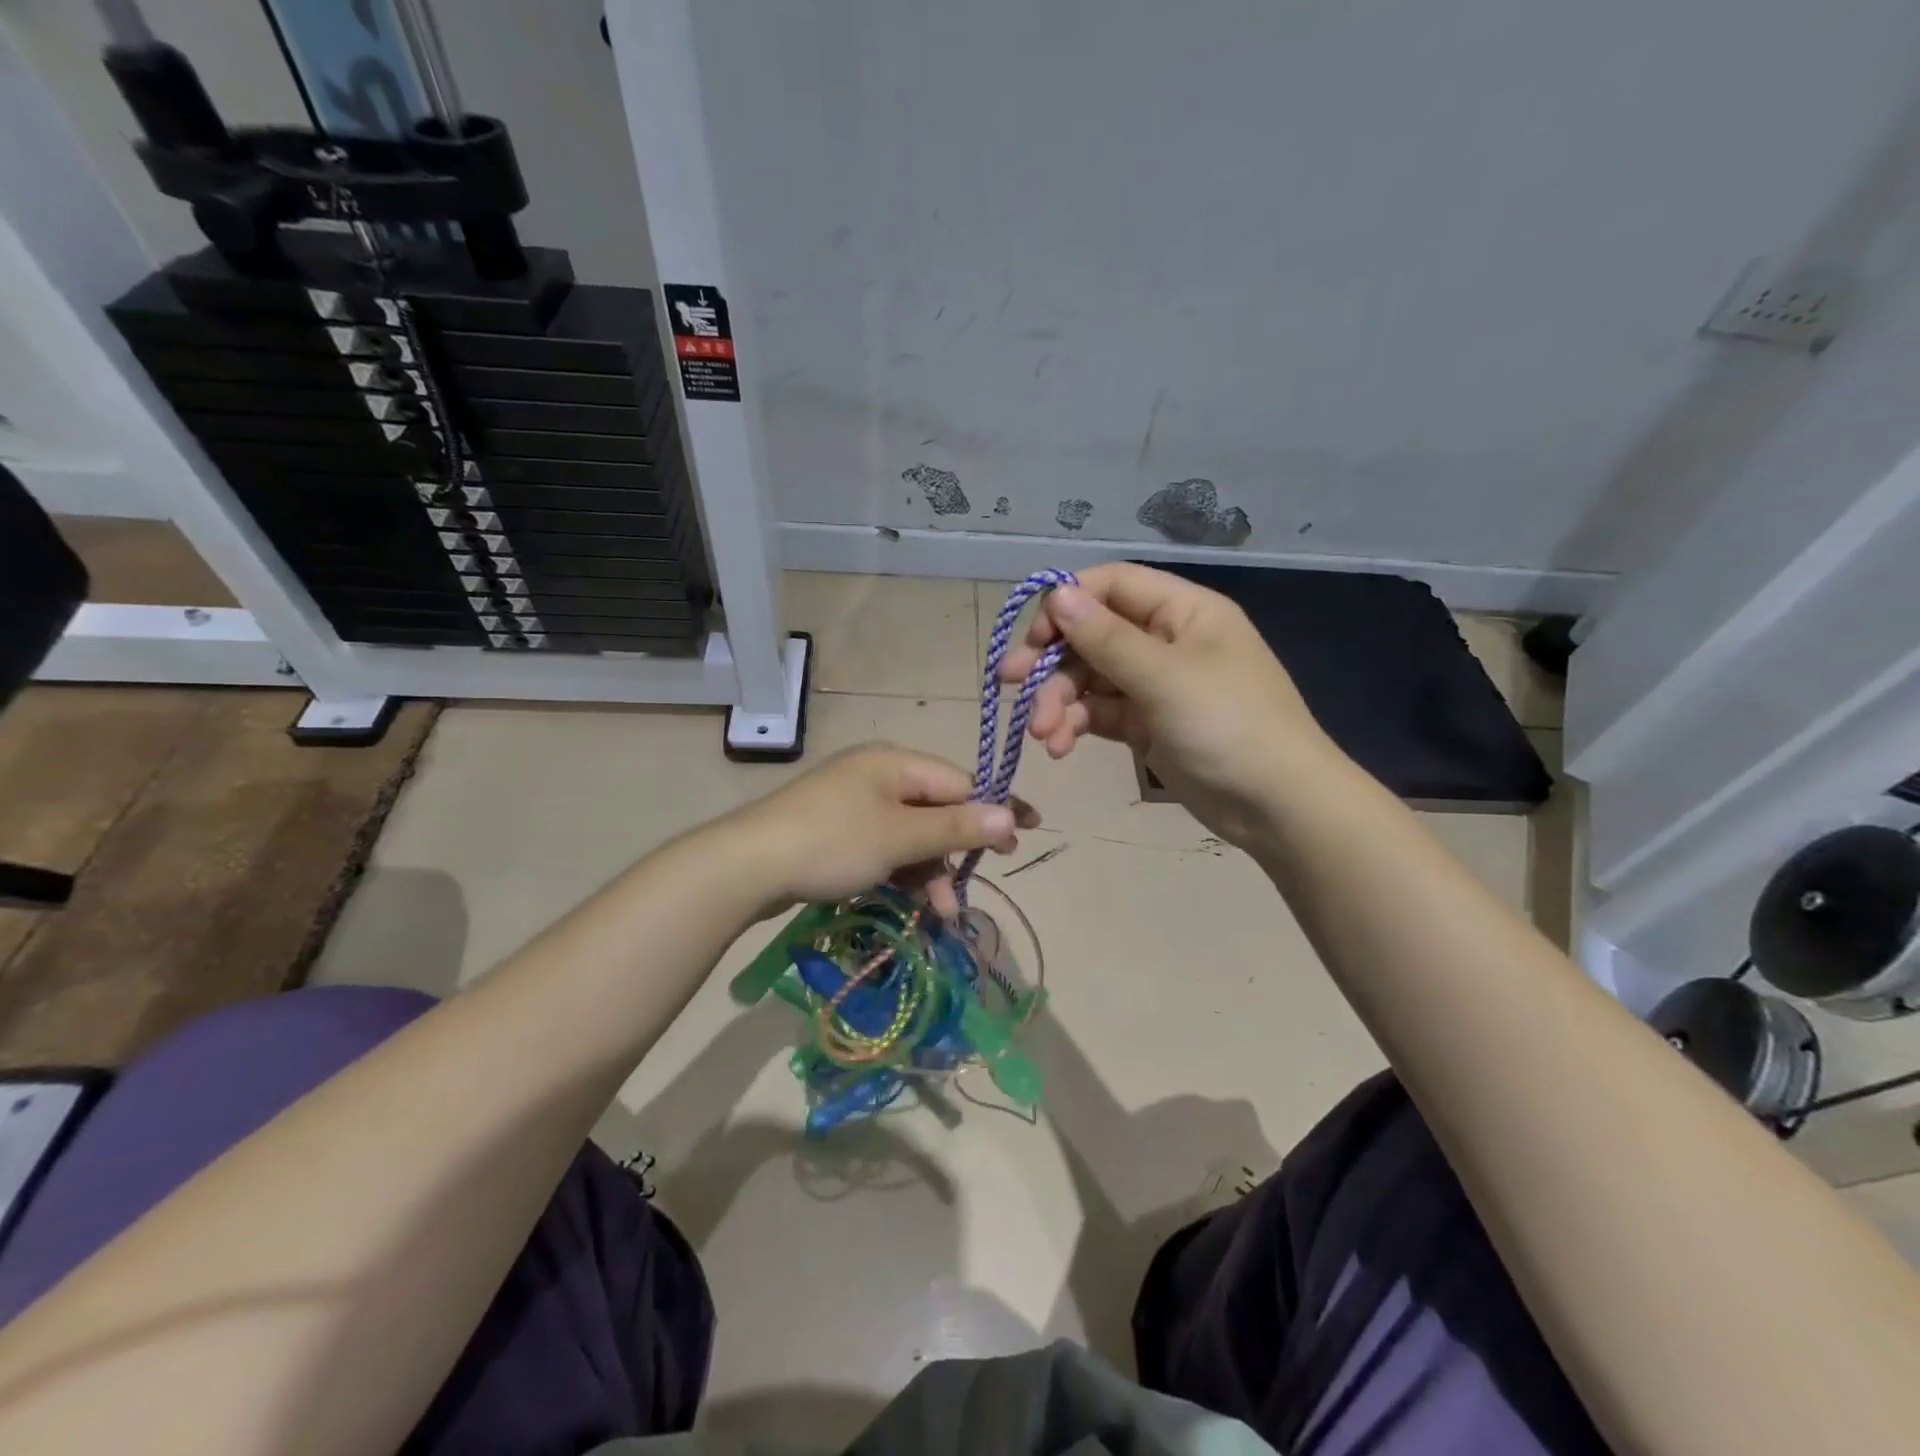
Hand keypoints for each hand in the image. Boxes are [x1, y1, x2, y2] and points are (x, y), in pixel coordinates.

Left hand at [721, 744, 1038, 919]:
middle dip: (954, 851)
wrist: (747, 866)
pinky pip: (884, 847)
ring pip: (910, 835)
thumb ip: (955, 826)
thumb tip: (1009, 814)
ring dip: (928, 872)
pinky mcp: (837, 832)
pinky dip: (901, 873)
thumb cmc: (832, 842)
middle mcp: (877, 776)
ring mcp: (854, 804)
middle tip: (969, 887)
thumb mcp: (899, 836)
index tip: (1022, 836)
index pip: (958, 782)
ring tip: (939, 914)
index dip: (991, 810)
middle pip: (935, 810)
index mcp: (894, 763)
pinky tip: (911, 903)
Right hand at [1000, 563, 1339, 847]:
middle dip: (1052, 663)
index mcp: (1182, 611)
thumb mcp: (1165, 678)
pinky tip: (1060, 746)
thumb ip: (1107, 638)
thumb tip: (1057, 593)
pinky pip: (1100, 712)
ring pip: (1090, 678)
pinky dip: (1077, 724)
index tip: (1034, 638)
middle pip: (1092, 634)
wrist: (1277, 807)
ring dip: (1059, 701)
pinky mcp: (1146, 724)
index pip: (1111, 585)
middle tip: (1011, 684)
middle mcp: (1165, 640)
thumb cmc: (1229, 727)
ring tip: (1043, 735)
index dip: (1067, 604)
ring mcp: (1154, 684)